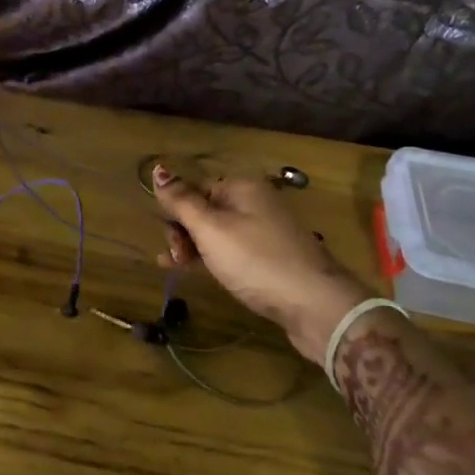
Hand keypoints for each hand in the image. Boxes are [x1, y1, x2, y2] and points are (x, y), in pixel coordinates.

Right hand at [150, 163, 362, 363]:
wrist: (316, 305)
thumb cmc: (256, 261)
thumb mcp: (211, 229)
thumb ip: (182, 201)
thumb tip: (158, 169)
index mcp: (242, 187)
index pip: (195, 189)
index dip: (176, 213)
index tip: (168, 242)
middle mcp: (255, 202)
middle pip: (206, 210)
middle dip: (184, 232)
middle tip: (176, 259)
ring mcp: (266, 231)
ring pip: (218, 234)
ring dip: (195, 248)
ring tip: (179, 269)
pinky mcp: (272, 258)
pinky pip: (233, 251)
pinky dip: (215, 260)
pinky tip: (203, 273)